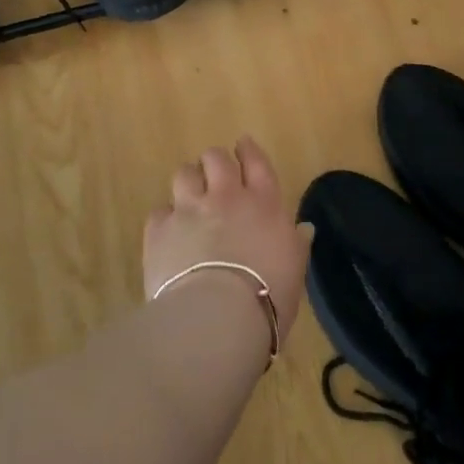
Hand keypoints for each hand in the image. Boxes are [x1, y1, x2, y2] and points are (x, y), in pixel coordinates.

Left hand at [144, 136, 311, 337]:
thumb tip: (304, 229)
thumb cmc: (269, 295)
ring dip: (189, 182)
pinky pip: (160, 211)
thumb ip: (297, 244)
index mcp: (263, 202)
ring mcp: (189, 209)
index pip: (255, 161)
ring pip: (184, 174)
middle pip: (216, 158)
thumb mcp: (295, 270)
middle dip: (214, 164)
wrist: (217, 317)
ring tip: (190, 200)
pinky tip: (169, 234)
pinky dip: (166, 219)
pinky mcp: (160, 230)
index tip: (243, 146)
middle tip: (215, 179)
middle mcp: (225, 196)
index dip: (248, 150)